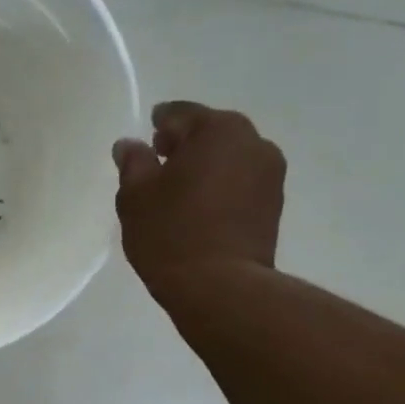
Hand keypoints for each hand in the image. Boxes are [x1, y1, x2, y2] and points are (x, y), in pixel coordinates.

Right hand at [112, 101, 286, 299]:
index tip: (147, 139)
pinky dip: (220, 190)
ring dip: (205, 169)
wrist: (220, 288)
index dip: (159, 124)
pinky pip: (240, 186)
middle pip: (211, 134)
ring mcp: (270, 177)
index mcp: (218, 129)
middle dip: (185, 146)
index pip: (180, 114)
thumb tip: (130, 145)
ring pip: (228, 160)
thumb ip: (133, 163)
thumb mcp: (135, 196)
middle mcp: (253, 143)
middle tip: (159, 166)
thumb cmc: (171, 233)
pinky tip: (199, 212)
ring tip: (178, 194)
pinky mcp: (274, 208)